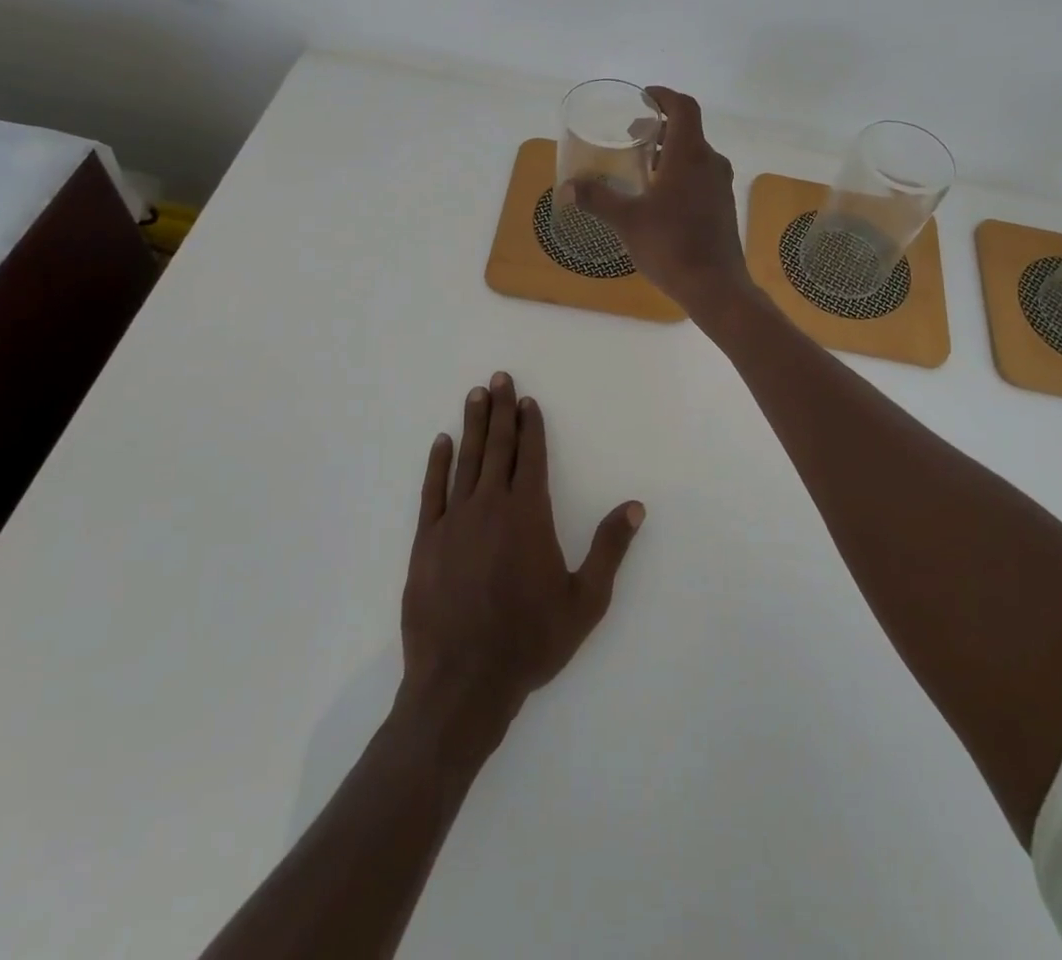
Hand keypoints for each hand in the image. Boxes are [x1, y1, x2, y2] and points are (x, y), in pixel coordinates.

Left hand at [400, 373, 644, 738]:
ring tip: (475, 395)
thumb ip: (609, 549)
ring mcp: (454, 520)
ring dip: (472, 426)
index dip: (531, 426)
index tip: (527, 401)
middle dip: (500, 411)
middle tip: (498, 378)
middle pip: (497, 447)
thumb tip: (634, 506)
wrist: (463, 682)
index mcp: (529, 514)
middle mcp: (491, 505)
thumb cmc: (530, 641)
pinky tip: (441, 442)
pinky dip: (437, 463)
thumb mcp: (585, 600)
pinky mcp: (426, 540)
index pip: (532, 456)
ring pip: (465, 460)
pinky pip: (432, 490)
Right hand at [573, 86, 751, 318]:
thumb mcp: (627, 220)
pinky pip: (701, 175)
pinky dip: (680, 172)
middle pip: (688, 130)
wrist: (714, 286)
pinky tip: (660, 196)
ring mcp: (720, 185)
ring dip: (669, 151)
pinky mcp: (723, 205)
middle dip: (660, 127)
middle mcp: (710, 163)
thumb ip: (596, 199)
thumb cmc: (670, 245)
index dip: (664, 96)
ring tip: (642, 166)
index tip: (644, 98)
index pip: (683, 107)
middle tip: (633, 136)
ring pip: (695, 154)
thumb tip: (566, 187)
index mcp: (689, 155)